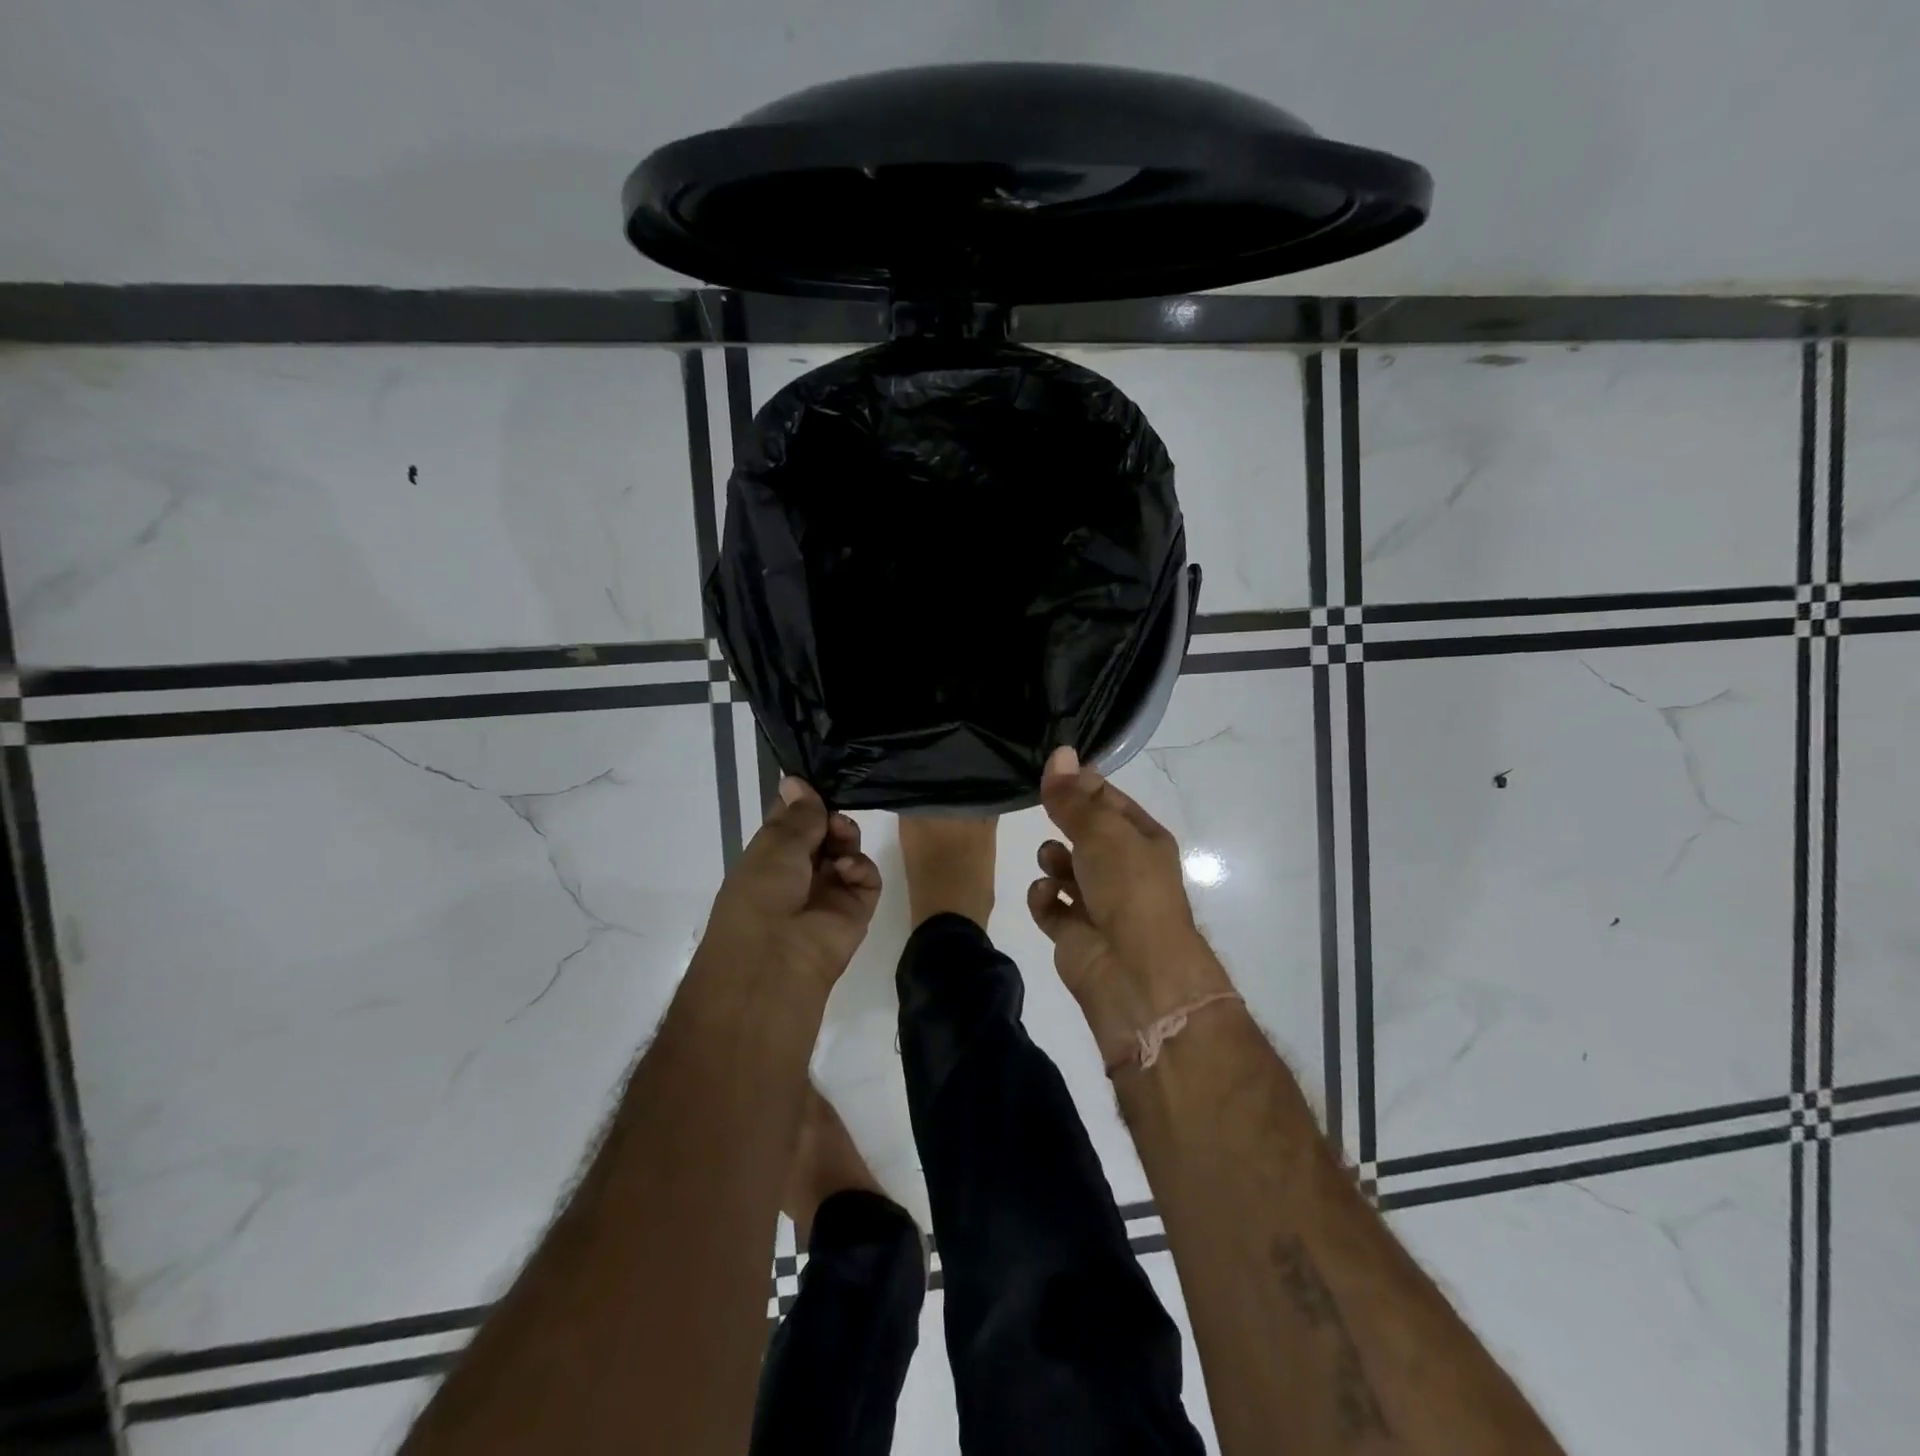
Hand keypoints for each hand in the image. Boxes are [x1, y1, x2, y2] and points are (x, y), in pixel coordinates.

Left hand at [701, 777, 881, 992]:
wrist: (776, 961)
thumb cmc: (762, 895)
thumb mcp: (774, 846)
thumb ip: (798, 815)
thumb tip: (795, 779)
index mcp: (769, 857)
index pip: (791, 820)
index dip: (803, 799)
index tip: (816, 779)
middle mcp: (799, 871)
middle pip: (823, 831)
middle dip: (829, 817)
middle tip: (831, 816)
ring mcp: (829, 890)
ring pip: (847, 849)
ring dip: (845, 837)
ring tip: (840, 839)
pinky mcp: (856, 908)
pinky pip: (866, 877)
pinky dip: (860, 867)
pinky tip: (846, 870)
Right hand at [1026, 747, 1232, 1056]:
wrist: (1134, 972)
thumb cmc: (1127, 888)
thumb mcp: (1101, 831)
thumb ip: (1073, 797)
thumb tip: (1059, 753)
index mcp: (1143, 841)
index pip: (1110, 801)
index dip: (1082, 785)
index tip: (1052, 772)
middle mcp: (1124, 870)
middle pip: (1085, 834)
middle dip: (1064, 824)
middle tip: (1043, 811)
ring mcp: (1099, 903)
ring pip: (1066, 868)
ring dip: (1053, 860)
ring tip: (1052, 862)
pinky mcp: (1074, 934)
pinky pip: (1051, 906)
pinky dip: (1045, 899)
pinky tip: (1046, 896)